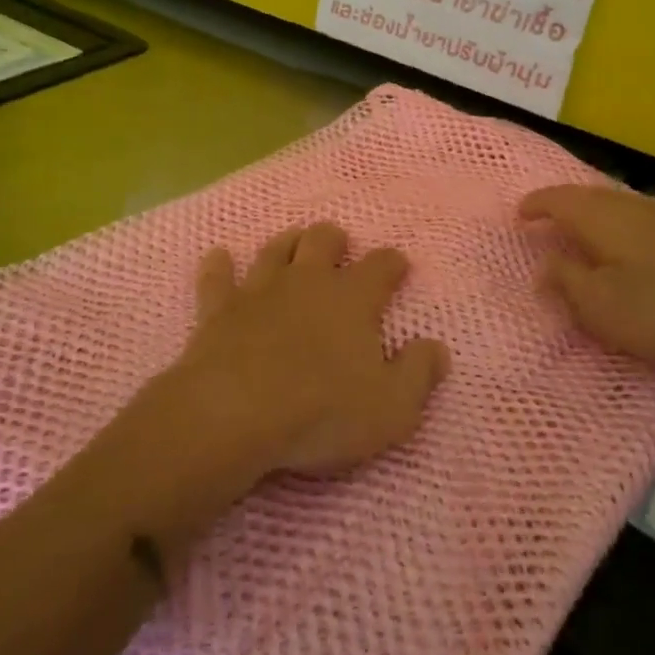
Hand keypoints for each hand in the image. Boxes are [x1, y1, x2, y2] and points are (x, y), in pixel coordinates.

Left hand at [162, 223, 449, 480]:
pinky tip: (219, 257)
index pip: (382, 265)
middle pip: (323, 240)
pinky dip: (219, 265)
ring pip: (276, 249)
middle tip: (339, 247)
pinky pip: (217, 276)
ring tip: (293, 243)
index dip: (393, 263)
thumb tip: (437, 348)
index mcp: (353, 299)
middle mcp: (307, 281)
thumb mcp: (391, 408)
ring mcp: (259, 290)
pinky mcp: (218, 308)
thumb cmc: (321, 413)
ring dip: (287, 243)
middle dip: (334, 239)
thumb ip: (419, 374)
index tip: (399, 267)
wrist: (233, 414)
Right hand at [520, 185, 654, 368]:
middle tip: (545, 225)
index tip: (519, 217)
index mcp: (600, 217)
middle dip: (562, 207)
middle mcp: (629, 204)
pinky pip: (637, 218)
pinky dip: (619, 228)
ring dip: (592, 217)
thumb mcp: (602, 306)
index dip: (534, 206)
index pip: (556, 199)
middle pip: (586, 196)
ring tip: (581, 237)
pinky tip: (628, 249)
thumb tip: (546, 264)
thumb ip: (567, 283)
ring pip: (615, 205)